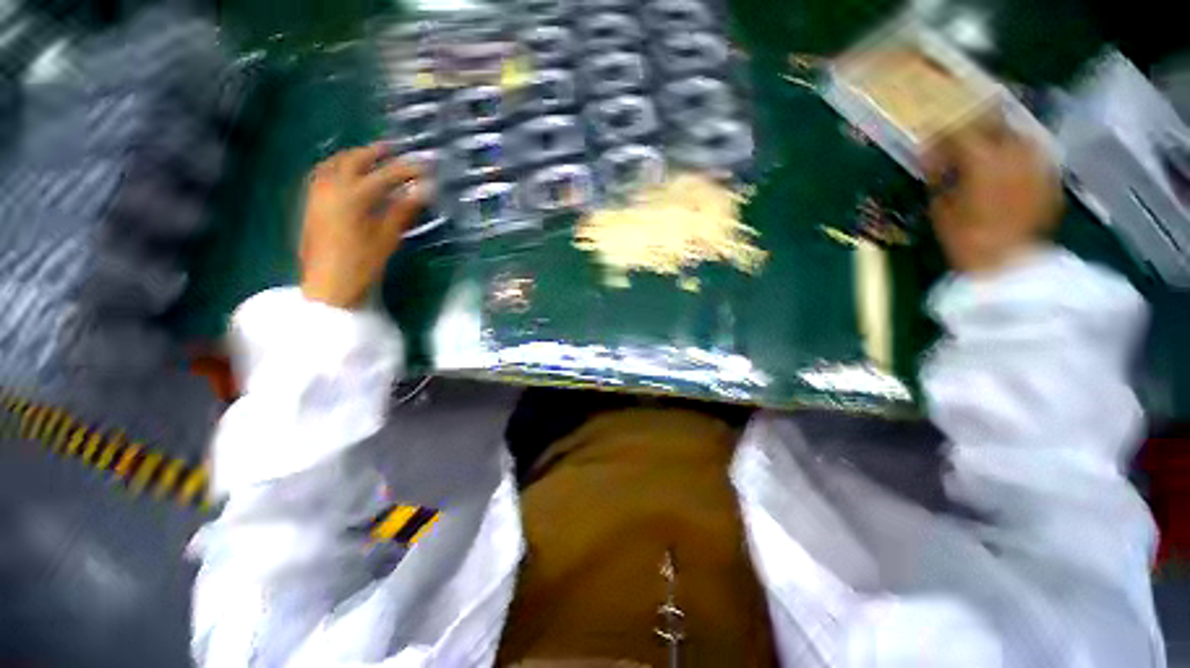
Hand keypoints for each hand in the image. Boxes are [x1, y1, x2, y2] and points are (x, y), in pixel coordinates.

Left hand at [300, 143, 429, 308]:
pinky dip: (337, 166)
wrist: (328, 284)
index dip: (407, 169)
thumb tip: (424, 191)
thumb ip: (403, 210)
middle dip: (375, 152)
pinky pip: (322, 174)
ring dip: (354, 156)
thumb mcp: (388, 238)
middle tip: (394, 150)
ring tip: (370, 157)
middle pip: (354, 160)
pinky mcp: (311, 203)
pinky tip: (345, 173)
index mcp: (354, 197)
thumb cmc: (362, 264)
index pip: (386, 175)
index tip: (425, 166)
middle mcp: (332, 188)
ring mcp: (318, 194)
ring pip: (334, 163)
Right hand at [925, 120, 1062, 273]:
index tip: (929, 142)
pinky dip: (1018, 157)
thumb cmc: (966, 238)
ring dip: (999, 140)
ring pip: (1018, 136)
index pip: (959, 131)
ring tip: (986, 153)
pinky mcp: (1050, 177)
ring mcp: (1038, 162)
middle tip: (959, 142)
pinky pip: (1032, 155)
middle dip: (975, 130)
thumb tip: (933, 159)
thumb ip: (939, 176)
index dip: (941, 134)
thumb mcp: (940, 207)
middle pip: (995, 124)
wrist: (1008, 264)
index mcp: (984, 157)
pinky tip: (1008, 169)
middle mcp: (1016, 150)